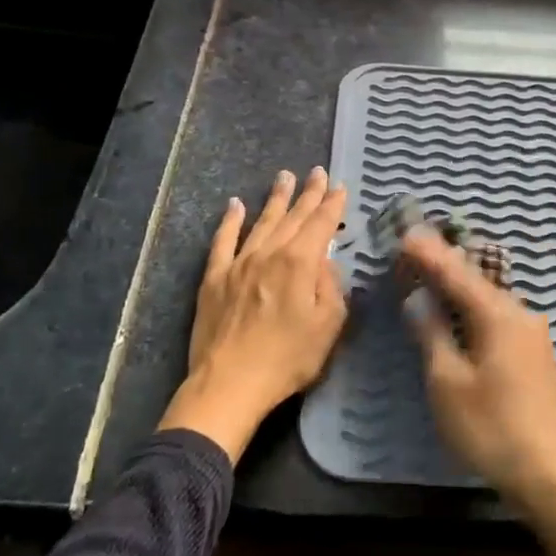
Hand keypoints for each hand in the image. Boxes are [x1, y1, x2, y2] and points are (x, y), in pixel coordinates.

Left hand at [159, 168, 348, 462]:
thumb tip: (325, 261)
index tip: (340, 186)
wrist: (230, 383)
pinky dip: (230, 220)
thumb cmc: (288, 359)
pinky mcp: (214, 278)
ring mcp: (239, 263)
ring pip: (261, 222)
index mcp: (300, 263)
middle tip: (317, 172)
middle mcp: (270, 253)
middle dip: (308, 193)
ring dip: (275, 198)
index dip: (332, 204)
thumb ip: (331, 287)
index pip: (321, 224)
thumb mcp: (328, 326)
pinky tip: (235, 204)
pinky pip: (223, 241)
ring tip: (284, 177)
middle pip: (293, 217)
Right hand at [401, 228, 555, 555]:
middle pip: (475, 280)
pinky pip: (497, 316)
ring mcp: (531, 335)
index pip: (456, 273)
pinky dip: (472, 307)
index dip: (429, 254)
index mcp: (498, 314)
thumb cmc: (493, 427)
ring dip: (459, 285)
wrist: (553, 474)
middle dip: (444, 263)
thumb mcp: (449, 383)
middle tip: (414, 248)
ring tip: (431, 272)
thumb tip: (418, 299)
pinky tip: (460, 310)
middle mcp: (519, 314)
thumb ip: (432, 334)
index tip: (405, 233)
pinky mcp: (534, 355)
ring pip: (488, 298)